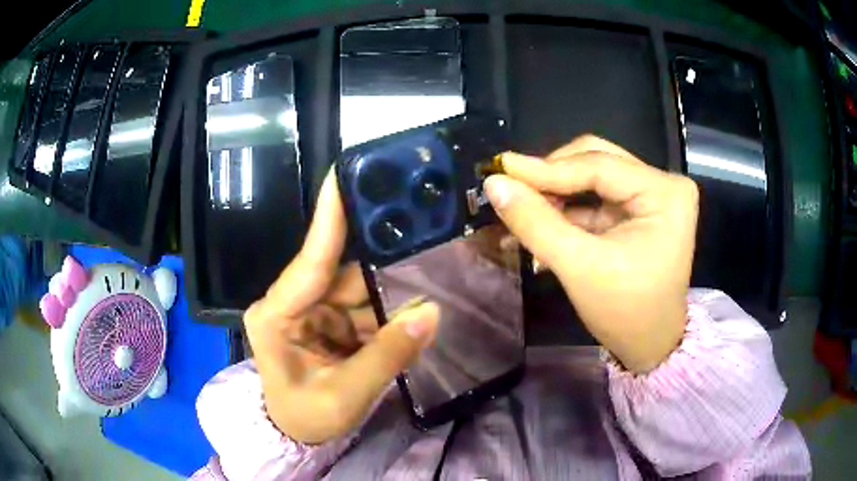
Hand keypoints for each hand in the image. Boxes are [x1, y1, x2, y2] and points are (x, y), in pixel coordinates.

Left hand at [243, 171, 439, 443]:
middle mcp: (291, 303)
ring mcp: (310, 311)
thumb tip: (431, 312)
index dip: (329, 219)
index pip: (308, 261)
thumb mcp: (345, 395)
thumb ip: (387, 356)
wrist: (297, 435)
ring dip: (388, 297)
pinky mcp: (326, 322)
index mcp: (276, 316)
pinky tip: (410, 314)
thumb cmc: (306, 418)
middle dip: (380, 268)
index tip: (342, 175)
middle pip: (340, 273)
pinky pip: (362, 308)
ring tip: (424, 289)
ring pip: (356, 290)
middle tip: (418, 240)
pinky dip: (386, 314)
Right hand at [485, 136, 697, 373]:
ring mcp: (653, 195)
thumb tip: (494, 184)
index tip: (501, 168)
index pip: (599, 165)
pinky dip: (567, 209)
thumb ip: (536, 223)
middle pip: (597, 161)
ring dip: (556, 193)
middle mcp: (664, 184)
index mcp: (665, 193)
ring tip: (522, 210)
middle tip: (513, 189)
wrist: (649, 345)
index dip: (547, 168)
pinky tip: (542, 222)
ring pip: (593, 176)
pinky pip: (597, 196)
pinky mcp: (640, 209)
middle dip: (553, 177)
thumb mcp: (580, 268)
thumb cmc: (625, 312)